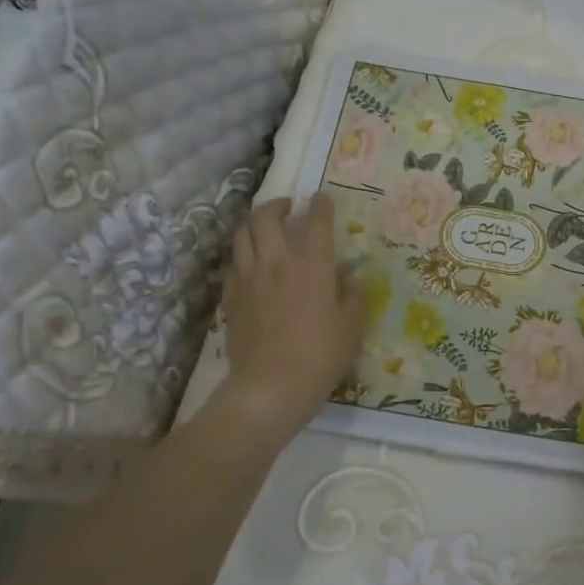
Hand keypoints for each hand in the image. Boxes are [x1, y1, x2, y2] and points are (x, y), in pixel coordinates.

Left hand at [220, 194, 364, 440]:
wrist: (271, 385)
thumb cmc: (321, 355)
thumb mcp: (352, 325)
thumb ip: (352, 295)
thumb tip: (346, 279)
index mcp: (313, 265)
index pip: (317, 221)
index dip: (320, 205)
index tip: (322, 199)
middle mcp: (277, 261)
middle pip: (266, 216)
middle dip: (276, 204)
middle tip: (287, 208)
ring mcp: (248, 278)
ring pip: (242, 234)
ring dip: (253, 223)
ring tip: (263, 227)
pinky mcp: (230, 297)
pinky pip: (232, 263)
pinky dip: (242, 254)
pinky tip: (250, 263)